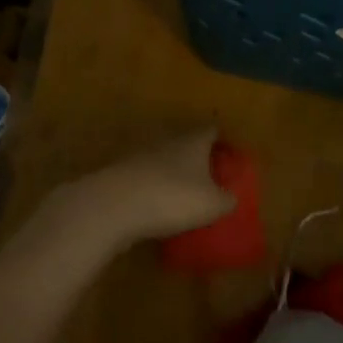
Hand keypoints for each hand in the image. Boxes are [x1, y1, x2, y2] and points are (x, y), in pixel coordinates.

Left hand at [41, 129, 235, 252]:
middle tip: (209, 181)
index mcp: (192, 142)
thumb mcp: (212, 204)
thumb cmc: (172, 198)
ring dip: (172, 177)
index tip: (230, 156)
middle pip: (186, 145)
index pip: (211, 130)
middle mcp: (166, 142)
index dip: (222, 141)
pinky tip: (157, 211)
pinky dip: (152, 192)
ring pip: (163, 163)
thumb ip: (227, 199)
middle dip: (197, 160)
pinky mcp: (119, 177)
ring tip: (183, 200)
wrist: (112, 207)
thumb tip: (230, 197)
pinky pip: (144, 182)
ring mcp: (139, 158)